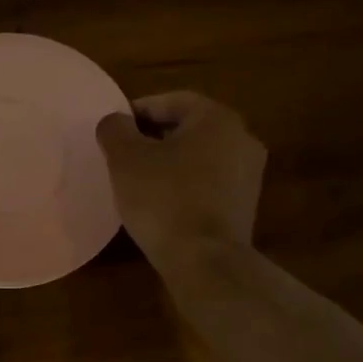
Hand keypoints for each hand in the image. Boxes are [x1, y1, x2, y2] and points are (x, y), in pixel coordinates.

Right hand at [95, 92, 265, 266]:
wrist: (205, 260)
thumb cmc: (164, 199)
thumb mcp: (126, 159)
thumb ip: (115, 130)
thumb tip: (115, 121)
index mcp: (217, 119)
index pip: (172, 101)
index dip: (138, 111)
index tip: (114, 130)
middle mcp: (242, 138)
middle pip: (188, 128)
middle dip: (153, 137)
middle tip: (122, 154)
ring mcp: (249, 174)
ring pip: (199, 156)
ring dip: (169, 162)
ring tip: (138, 180)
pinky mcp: (245, 205)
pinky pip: (208, 183)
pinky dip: (184, 185)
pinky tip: (161, 203)